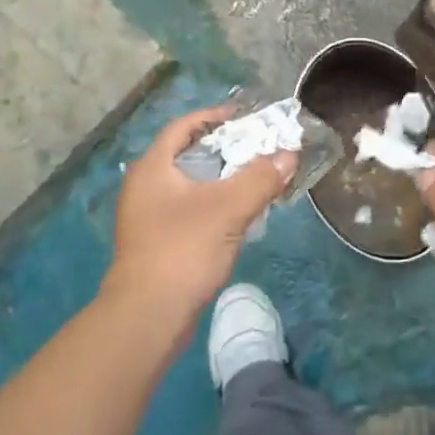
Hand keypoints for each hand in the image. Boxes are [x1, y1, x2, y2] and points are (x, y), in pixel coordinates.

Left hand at [103, 107, 297, 332]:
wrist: (147, 316)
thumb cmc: (183, 250)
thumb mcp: (228, 208)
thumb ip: (260, 178)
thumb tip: (289, 155)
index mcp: (152, 167)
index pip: (183, 126)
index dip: (215, 117)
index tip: (246, 117)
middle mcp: (145, 186)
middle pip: (188, 154)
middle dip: (225, 149)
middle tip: (259, 148)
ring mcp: (148, 217)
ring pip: (190, 185)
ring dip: (222, 179)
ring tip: (255, 179)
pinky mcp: (157, 243)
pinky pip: (190, 210)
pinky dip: (214, 205)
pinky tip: (238, 216)